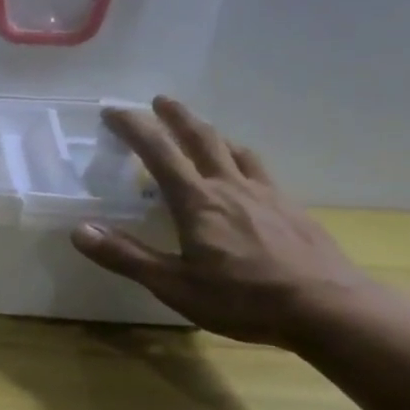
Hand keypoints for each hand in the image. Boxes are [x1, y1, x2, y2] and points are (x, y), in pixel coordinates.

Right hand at [71, 97, 373, 345]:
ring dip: (212, 135)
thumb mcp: (175, 285)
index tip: (113, 111)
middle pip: (201, 139)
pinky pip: (261, 172)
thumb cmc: (244, 298)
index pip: (158, 152)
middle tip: (160, 100)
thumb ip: (126, 256)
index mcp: (196, 201)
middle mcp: (229, 187)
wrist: (330, 309)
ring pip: (235, 151)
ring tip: (202, 132)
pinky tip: (247, 176)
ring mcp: (266, 195)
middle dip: (177, 117)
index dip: (134, 128)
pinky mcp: (292, 210)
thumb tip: (79, 230)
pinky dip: (243, 161)